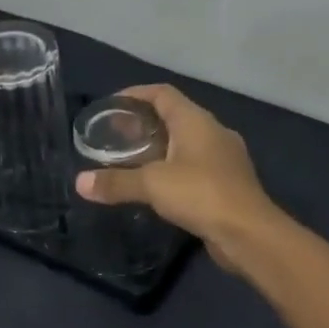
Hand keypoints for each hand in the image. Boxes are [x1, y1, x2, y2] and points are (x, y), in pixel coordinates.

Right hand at [73, 84, 279, 271]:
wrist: (249, 233)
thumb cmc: (201, 195)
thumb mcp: (152, 185)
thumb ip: (116, 182)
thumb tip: (80, 183)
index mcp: (196, 121)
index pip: (163, 94)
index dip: (136, 94)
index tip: (111, 106)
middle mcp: (213, 132)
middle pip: (174, 117)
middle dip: (144, 124)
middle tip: (115, 138)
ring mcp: (224, 159)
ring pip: (186, 144)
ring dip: (160, 149)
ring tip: (132, 162)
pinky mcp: (228, 184)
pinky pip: (195, 167)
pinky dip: (174, 170)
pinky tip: (159, 188)